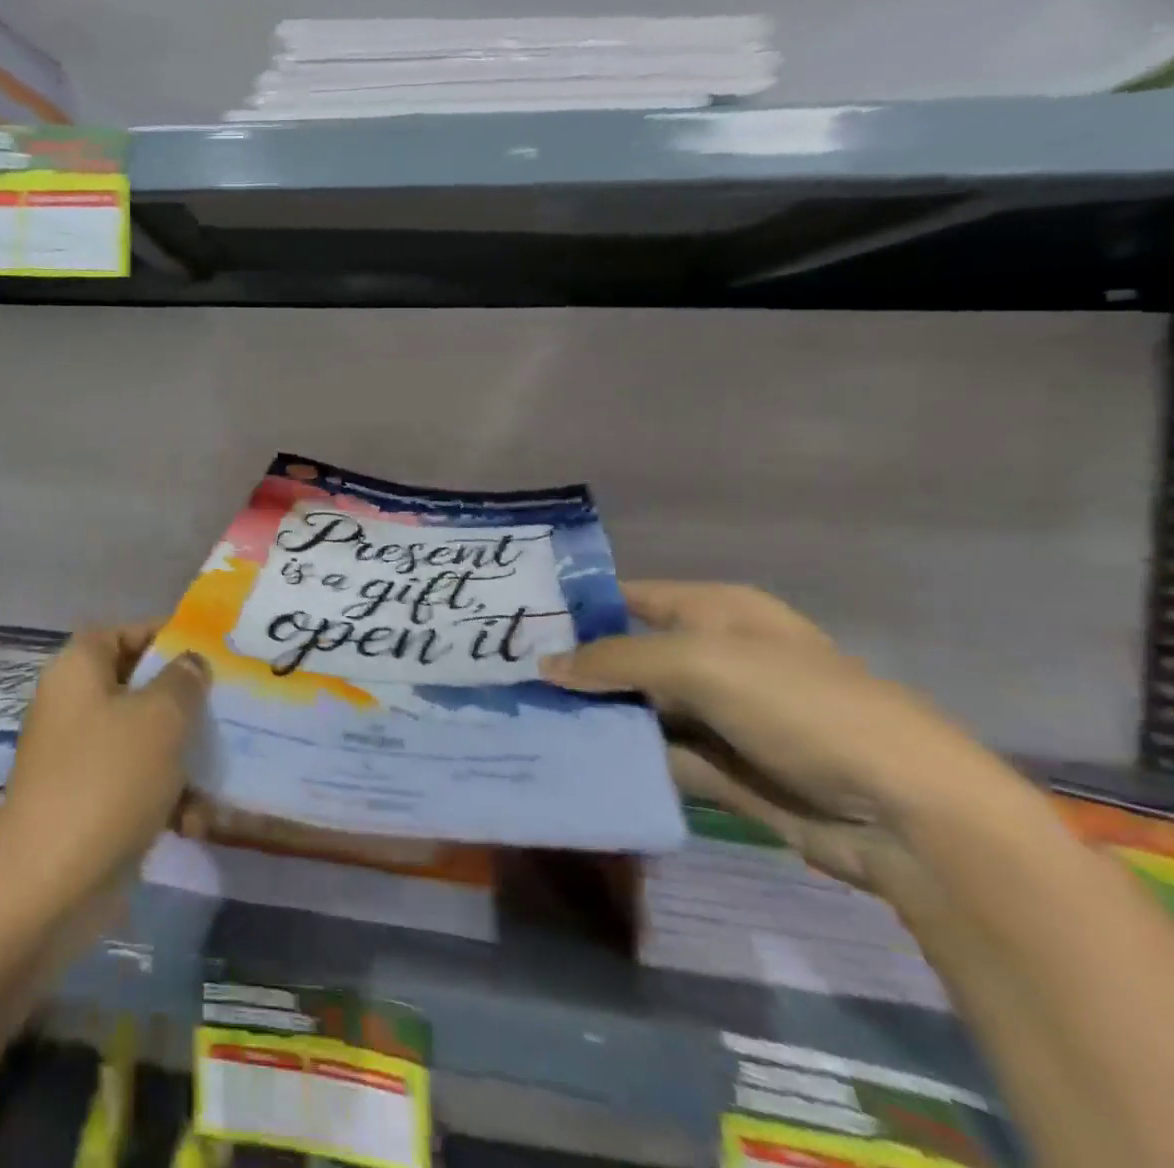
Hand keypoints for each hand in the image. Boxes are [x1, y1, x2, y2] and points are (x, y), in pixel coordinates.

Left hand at [0, 623, 210, 930]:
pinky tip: (197, 823)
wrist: (47, 885)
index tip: (208, 652)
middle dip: (183, 703)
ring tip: (220, 776)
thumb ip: (183, 681)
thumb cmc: (107, 779)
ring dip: (182, 758)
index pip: (122, 632)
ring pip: (142, 740)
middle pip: (137, 687)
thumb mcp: (160, 718)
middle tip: (228, 710)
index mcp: (78, 670)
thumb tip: (190, 662)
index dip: (163, 635)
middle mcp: (73, 706)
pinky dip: (165, 799)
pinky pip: (134, 785)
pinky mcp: (87, 804)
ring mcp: (77, 758)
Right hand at [542, 581, 1026, 894]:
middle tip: (505, 675)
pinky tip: (569, 757)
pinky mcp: (721, 767)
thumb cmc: (803, 707)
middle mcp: (713, 656)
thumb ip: (616, 661)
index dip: (577, 607)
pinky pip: (655, 754)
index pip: (630, 597)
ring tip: (522, 715)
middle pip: (627, 654)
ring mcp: (718, 714)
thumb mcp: (702, 664)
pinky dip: (620, 755)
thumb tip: (544, 664)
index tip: (517, 622)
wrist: (908, 816)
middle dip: (574, 665)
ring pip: (636, 707)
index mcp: (717, 612)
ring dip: (591, 714)